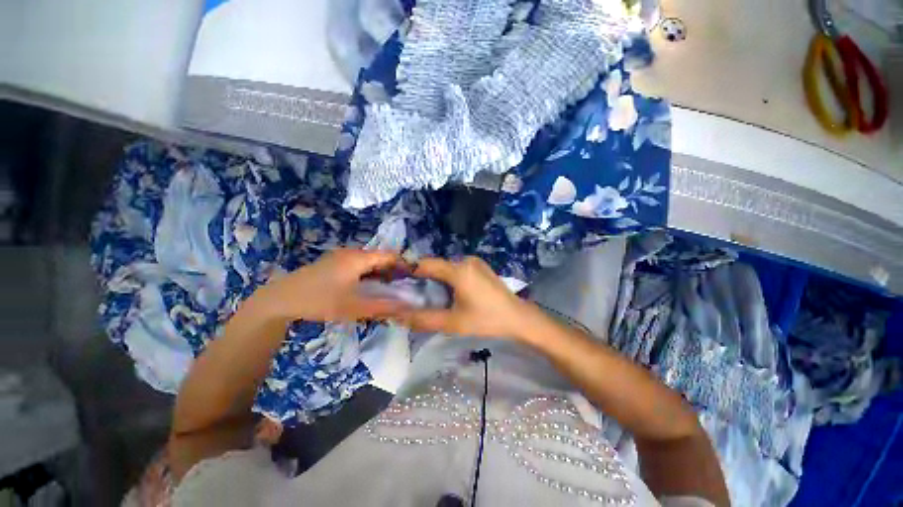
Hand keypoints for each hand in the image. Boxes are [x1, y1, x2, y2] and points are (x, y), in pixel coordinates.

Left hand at [259, 249, 409, 321]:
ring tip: (390, 288)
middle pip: (380, 258)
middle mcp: (351, 253)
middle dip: (393, 270)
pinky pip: (358, 266)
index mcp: (358, 258)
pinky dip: (368, 274)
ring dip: (381, 273)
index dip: (404, 264)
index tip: (415, 278)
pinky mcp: (333, 264)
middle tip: (404, 286)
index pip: (389, 255)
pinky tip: (369, 287)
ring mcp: (340, 257)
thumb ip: (382, 307)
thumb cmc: (319, 300)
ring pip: (369, 262)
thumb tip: (407, 308)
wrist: (279, 300)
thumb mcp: (353, 307)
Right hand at [392, 256, 537, 339]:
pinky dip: (449, 278)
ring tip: (433, 296)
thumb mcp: (453, 323)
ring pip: (447, 267)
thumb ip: (423, 319)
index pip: (426, 264)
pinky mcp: (481, 267)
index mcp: (458, 270)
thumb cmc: (487, 320)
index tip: (397, 282)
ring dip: (437, 278)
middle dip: (424, 278)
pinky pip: (458, 269)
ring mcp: (475, 262)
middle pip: (436, 265)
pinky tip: (451, 293)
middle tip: (415, 295)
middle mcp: (465, 260)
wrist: (519, 318)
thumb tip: (398, 316)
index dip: (409, 271)